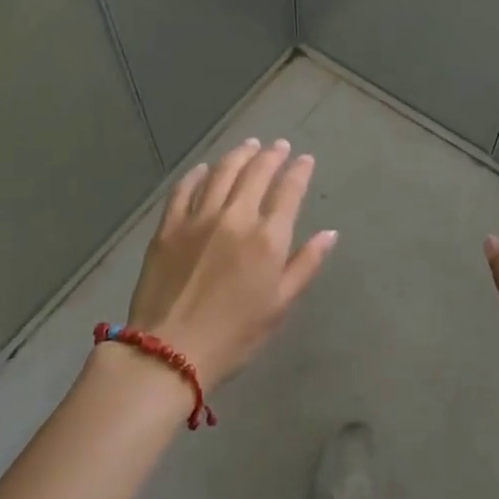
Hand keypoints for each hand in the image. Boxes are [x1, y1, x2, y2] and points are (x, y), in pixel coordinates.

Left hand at [124, 138, 337, 390]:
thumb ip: (305, 264)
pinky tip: (204, 168)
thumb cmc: (234, 335)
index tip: (305, 159)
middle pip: (256, 173)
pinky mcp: (168, 226)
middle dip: (271, 155)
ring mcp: (198, 218)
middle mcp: (235, 217)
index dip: (299, 171)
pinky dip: (196, 174)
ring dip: (239, 155)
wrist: (169, 352)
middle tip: (279, 146)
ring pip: (222, 172)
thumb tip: (329, 234)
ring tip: (249, 145)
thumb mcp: (280, 305)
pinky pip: (184, 189)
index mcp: (267, 238)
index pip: (288, 191)